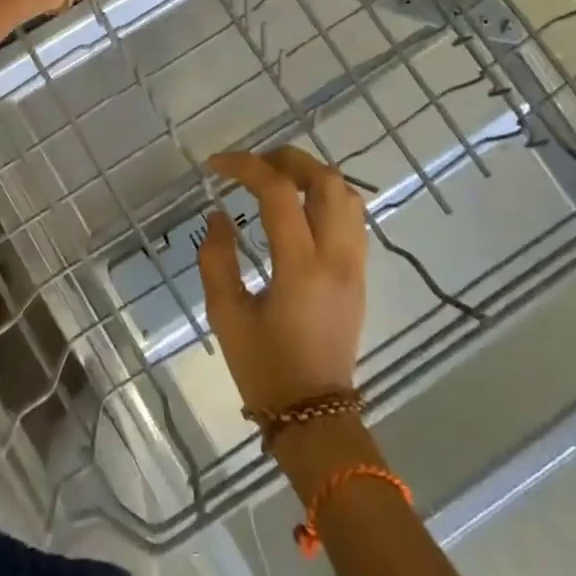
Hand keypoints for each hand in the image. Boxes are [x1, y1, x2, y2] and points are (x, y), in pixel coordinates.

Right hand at [197, 147, 368, 414]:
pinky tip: (299, 207)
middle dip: (286, 159)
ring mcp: (355, 264)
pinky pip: (352, 217)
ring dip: (311, 174)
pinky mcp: (360, 274)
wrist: (315, 417)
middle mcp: (336, 257)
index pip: (279, 193)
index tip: (215, 165)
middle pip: (326, 180)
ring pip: (347, 194)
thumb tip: (219, 214)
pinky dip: (326, 196)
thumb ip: (216, 258)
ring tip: (275, 179)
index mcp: (301, 267)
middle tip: (251, 165)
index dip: (246, 167)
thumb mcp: (226, 315)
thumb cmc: (265, 369)